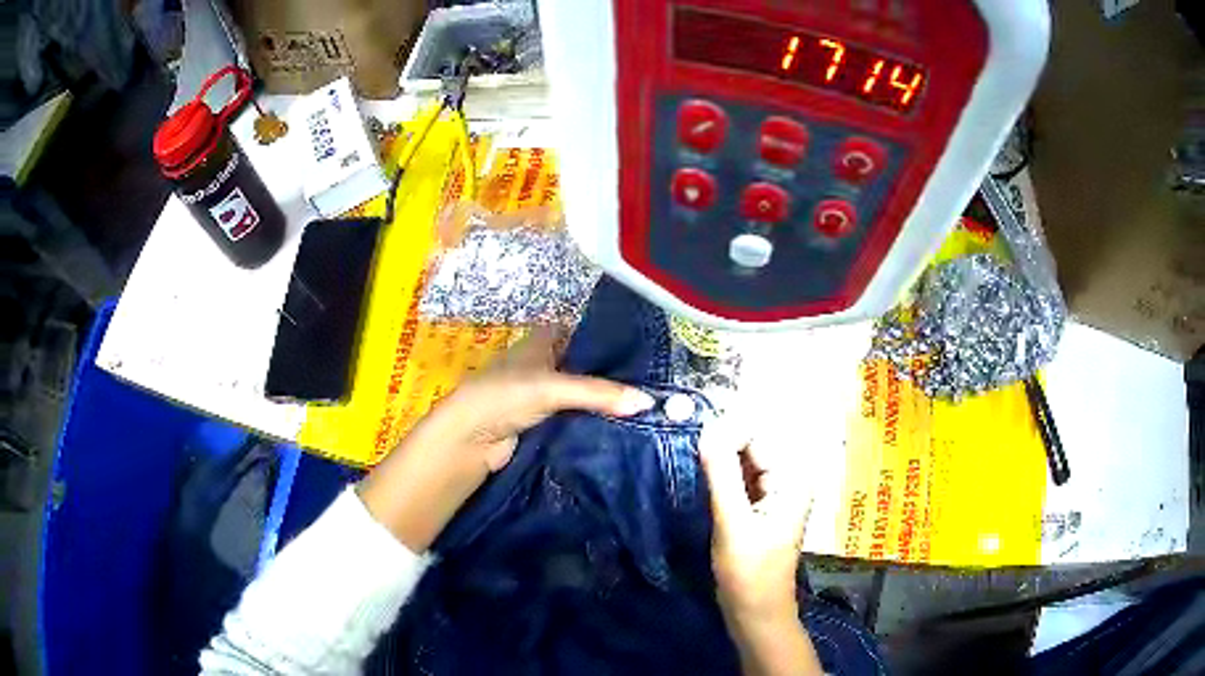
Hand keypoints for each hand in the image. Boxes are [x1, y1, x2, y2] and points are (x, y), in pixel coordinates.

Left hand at [358, 327, 654, 552]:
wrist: (468, 440)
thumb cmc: (503, 397)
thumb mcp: (552, 388)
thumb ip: (599, 393)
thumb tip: (648, 402)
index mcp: (541, 341)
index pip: (582, 333)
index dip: (609, 339)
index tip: (644, 351)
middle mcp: (542, 364)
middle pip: (584, 366)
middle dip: (612, 374)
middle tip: (655, 383)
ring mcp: (541, 395)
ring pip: (580, 394)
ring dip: (604, 401)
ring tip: (647, 405)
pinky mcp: (541, 423)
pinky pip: (574, 418)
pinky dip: (592, 421)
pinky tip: (621, 426)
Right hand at [700, 422, 821, 674]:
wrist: (756, 612)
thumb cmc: (749, 573)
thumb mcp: (732, 523)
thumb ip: (721, 475)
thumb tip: (707, 427)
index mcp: (793, 478)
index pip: (758, 435)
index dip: (725, 431)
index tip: (691, 436)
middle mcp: (789, 478)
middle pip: (752, 444)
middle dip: (721, 440)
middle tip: (684, 440)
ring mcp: (775, 491)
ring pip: (744, 459)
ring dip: (718, 455)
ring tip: (687, 455)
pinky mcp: (760, 504)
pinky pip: (740, 476)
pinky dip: (721, 472)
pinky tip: (699, 472)